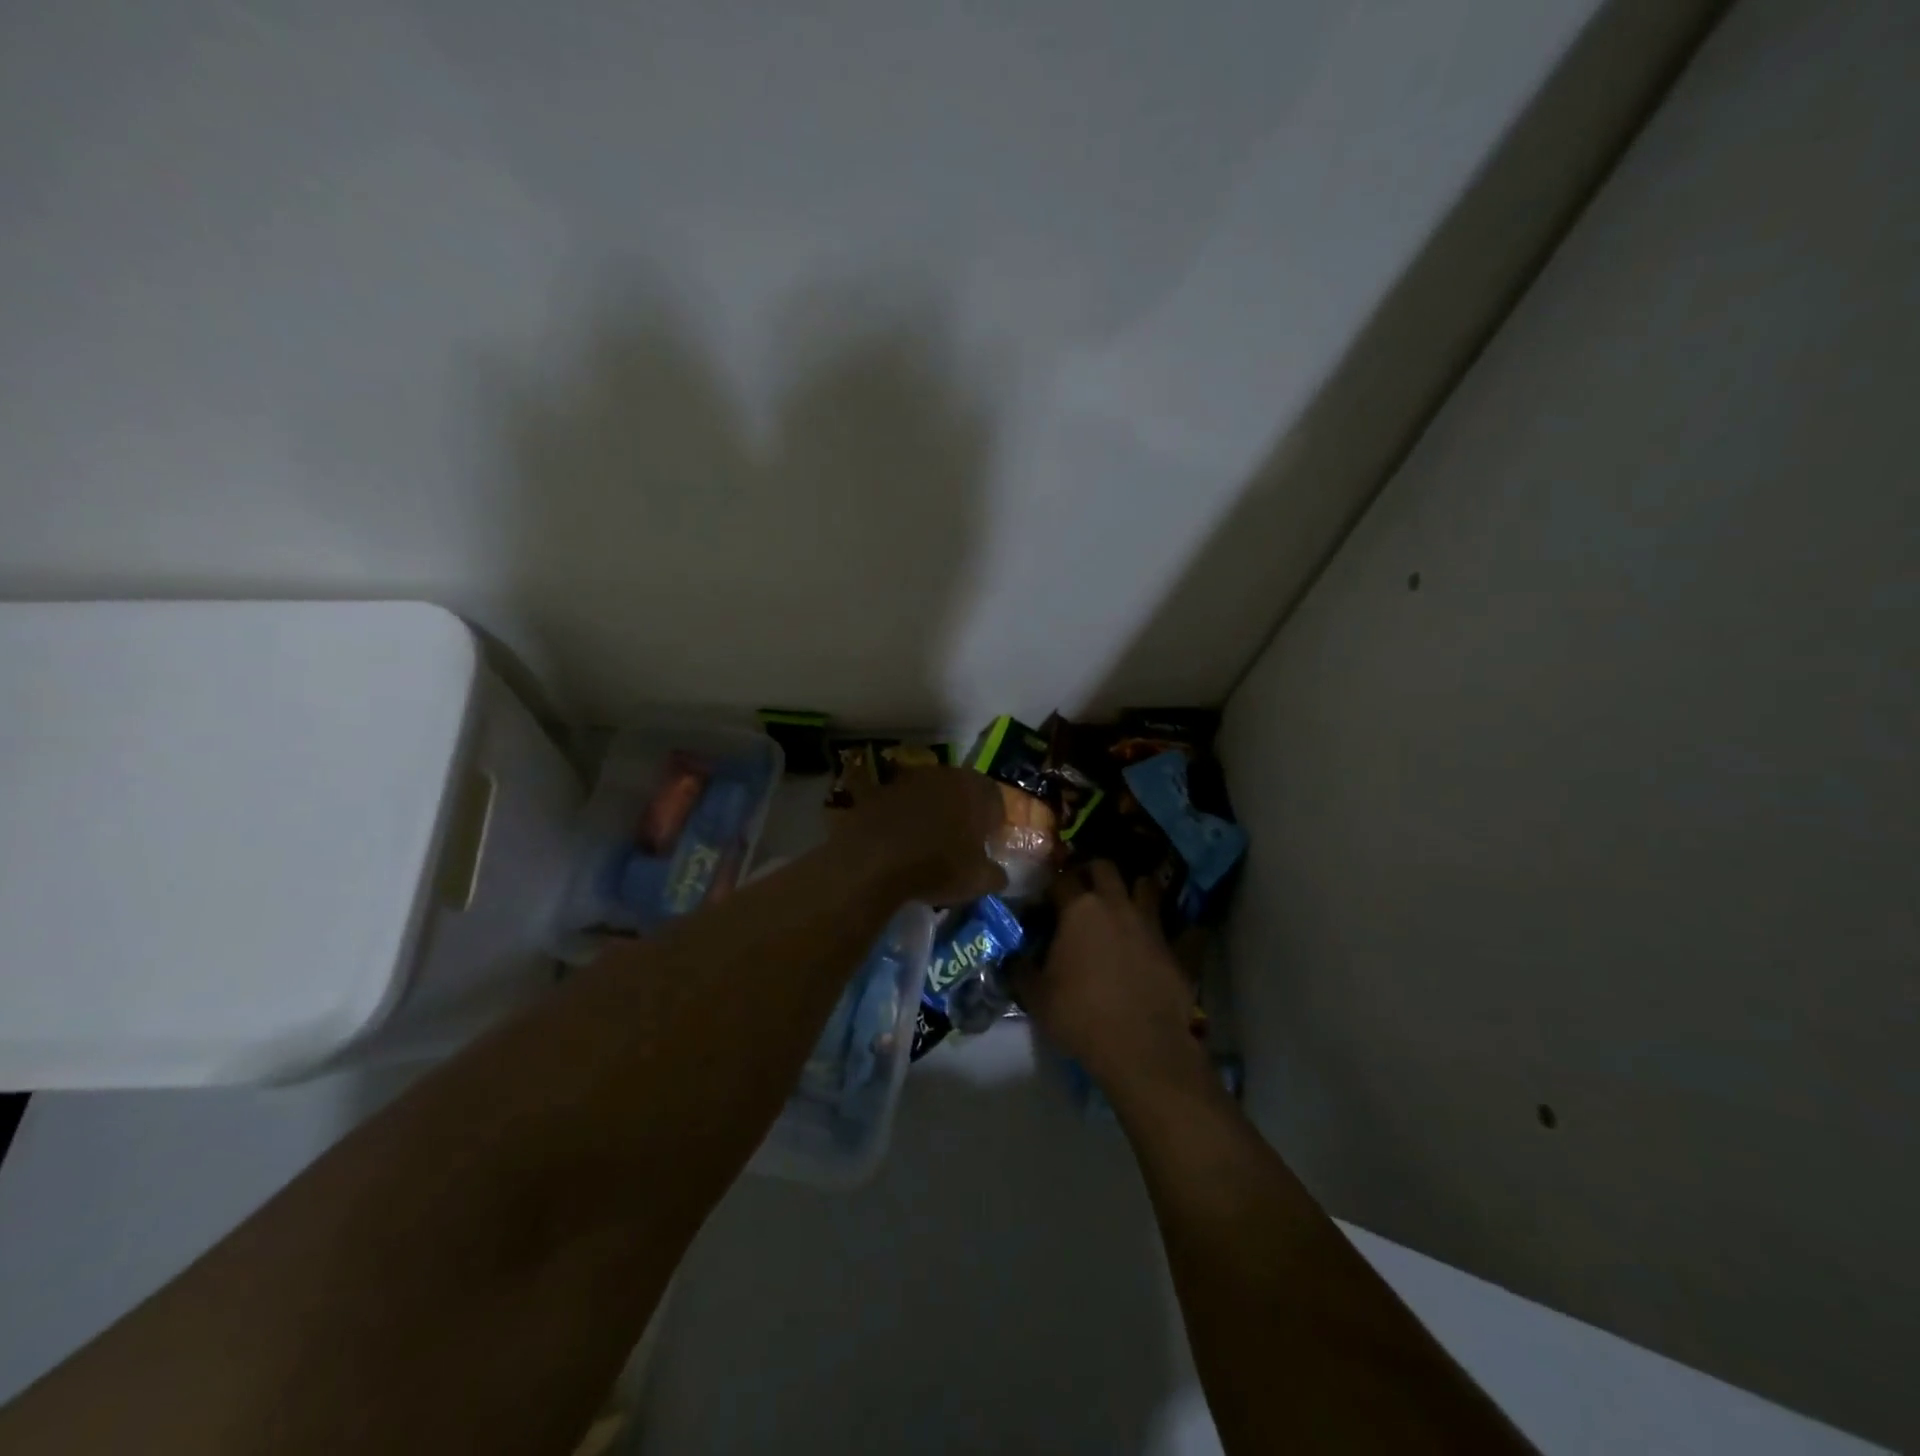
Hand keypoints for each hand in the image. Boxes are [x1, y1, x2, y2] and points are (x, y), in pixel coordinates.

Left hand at [835, 766, 1007, 905]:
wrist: (873, 859)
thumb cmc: (937, 867)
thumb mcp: (977, 881)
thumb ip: (994, 875)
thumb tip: (998, 874)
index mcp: (976, 790)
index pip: (995, 799)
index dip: (994, 821)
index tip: (988, 842)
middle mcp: (945, 775)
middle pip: (961, 790)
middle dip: (963, 811)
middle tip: (960, 840)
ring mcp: (910, 778)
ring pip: (930, 792)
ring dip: (932, 810)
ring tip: (928, 840)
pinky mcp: (880, 789)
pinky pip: (900, 802)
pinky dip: (903, 816)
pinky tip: (899, 839)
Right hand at [1019, 862, 1205, 1093]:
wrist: (1140, 1047)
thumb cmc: (1080, 1015)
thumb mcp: (1036, 996)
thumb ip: (1021, 969)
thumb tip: (1014, 957)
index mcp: (1079, 909)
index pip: (1061, 879)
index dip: (1051, 886)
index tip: (1045, 902)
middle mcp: (1116, 905)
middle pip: (1105, 868)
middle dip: (1092, 871)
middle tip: (1083, 889)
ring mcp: (1151, 924)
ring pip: (1146, 886)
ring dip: (1134, 889)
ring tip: (1125, 904)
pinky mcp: (1177, 948)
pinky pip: (1186, 929)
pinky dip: (1181, 930)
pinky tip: (1176, 937)